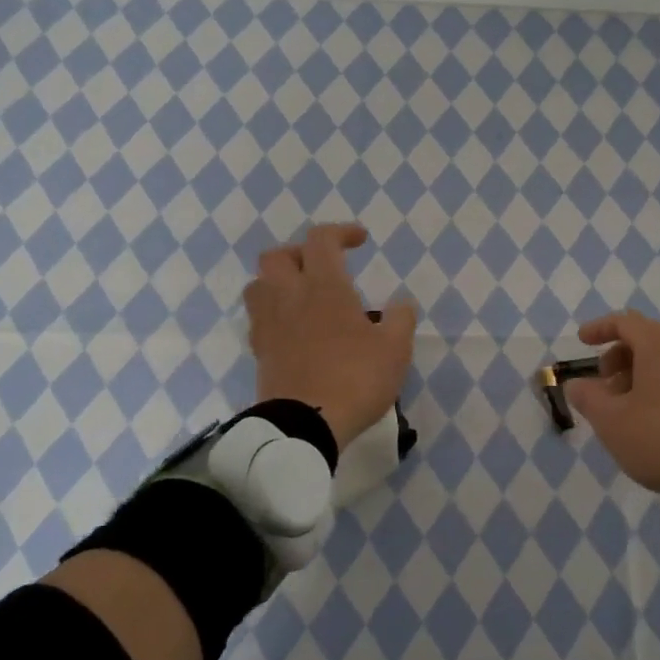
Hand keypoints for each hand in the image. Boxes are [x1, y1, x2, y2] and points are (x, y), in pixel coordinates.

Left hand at [243, 223, 416, 450]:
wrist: (305, 426)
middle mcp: (290, 297)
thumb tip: (401, 305)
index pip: (322, 240)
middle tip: (323, 268)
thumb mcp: (395, 349)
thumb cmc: (356, 379)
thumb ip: (401, 320)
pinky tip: (294, 330)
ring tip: (302, 296)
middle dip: (300, 253)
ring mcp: (269, 325)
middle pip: (277, 256)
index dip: (341, 232)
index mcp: (324, 287)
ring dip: (278, 282)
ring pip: (259, 285)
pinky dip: (274, 314)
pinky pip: (258, 319)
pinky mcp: (260, 352)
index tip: (360, 241)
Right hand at [565, 310, 659, 495]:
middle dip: (620, 355)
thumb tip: (576, 384)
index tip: (582, 342)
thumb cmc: (658, 436)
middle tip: (604, 382)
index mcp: (658, 344)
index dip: (599, 328)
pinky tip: (654, 415)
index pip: (624, 322)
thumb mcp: (610, 420)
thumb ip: (587, 397)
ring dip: (640, 372)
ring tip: (626, 404)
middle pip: (647, 338)